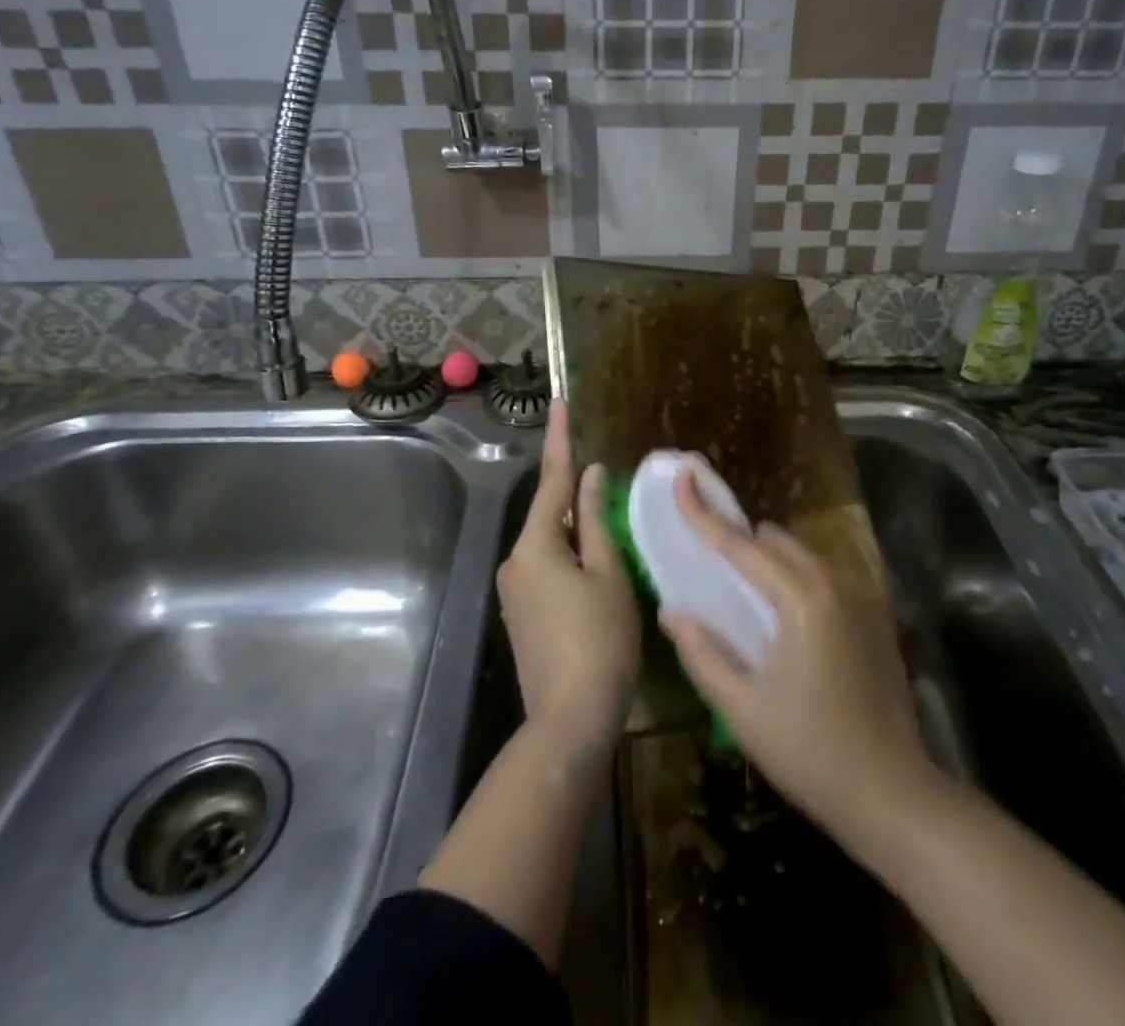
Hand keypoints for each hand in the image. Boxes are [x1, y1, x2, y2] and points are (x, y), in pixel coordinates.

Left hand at [496, 401, 639, 782]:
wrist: (570, 720)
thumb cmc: (600, 640)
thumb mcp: (608, 574)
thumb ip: (596, 520)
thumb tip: (590, 476)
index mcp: (535, 546)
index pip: (551, 480)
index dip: (560, 440)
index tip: (560, 403)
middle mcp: (515, 562)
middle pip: (549, 514)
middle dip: (575, 495)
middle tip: (606, 480)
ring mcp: (513, 590)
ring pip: (549, 542)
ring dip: (576, 530)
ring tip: (610, 529)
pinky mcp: (521, 613)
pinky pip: (546, 567)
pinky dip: (570, 555)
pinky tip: (596, 566)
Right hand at [661, 471, 936, 837]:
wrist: (894, 795)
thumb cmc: (811, 754)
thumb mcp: (743, 710)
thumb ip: (703, 653)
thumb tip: (672, 610)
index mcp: (801, 601)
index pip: (741, 546)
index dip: (705, 514)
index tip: (683, 480)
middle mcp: (834, 583)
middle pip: (774, 542)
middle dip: (738, 540)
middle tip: (707, 559)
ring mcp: (861, 596)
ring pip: (802, 554)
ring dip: (769, 558)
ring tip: (742, 589)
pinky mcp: (875, 614)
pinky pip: (825, 573)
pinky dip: (796, 575)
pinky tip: (784, 613)